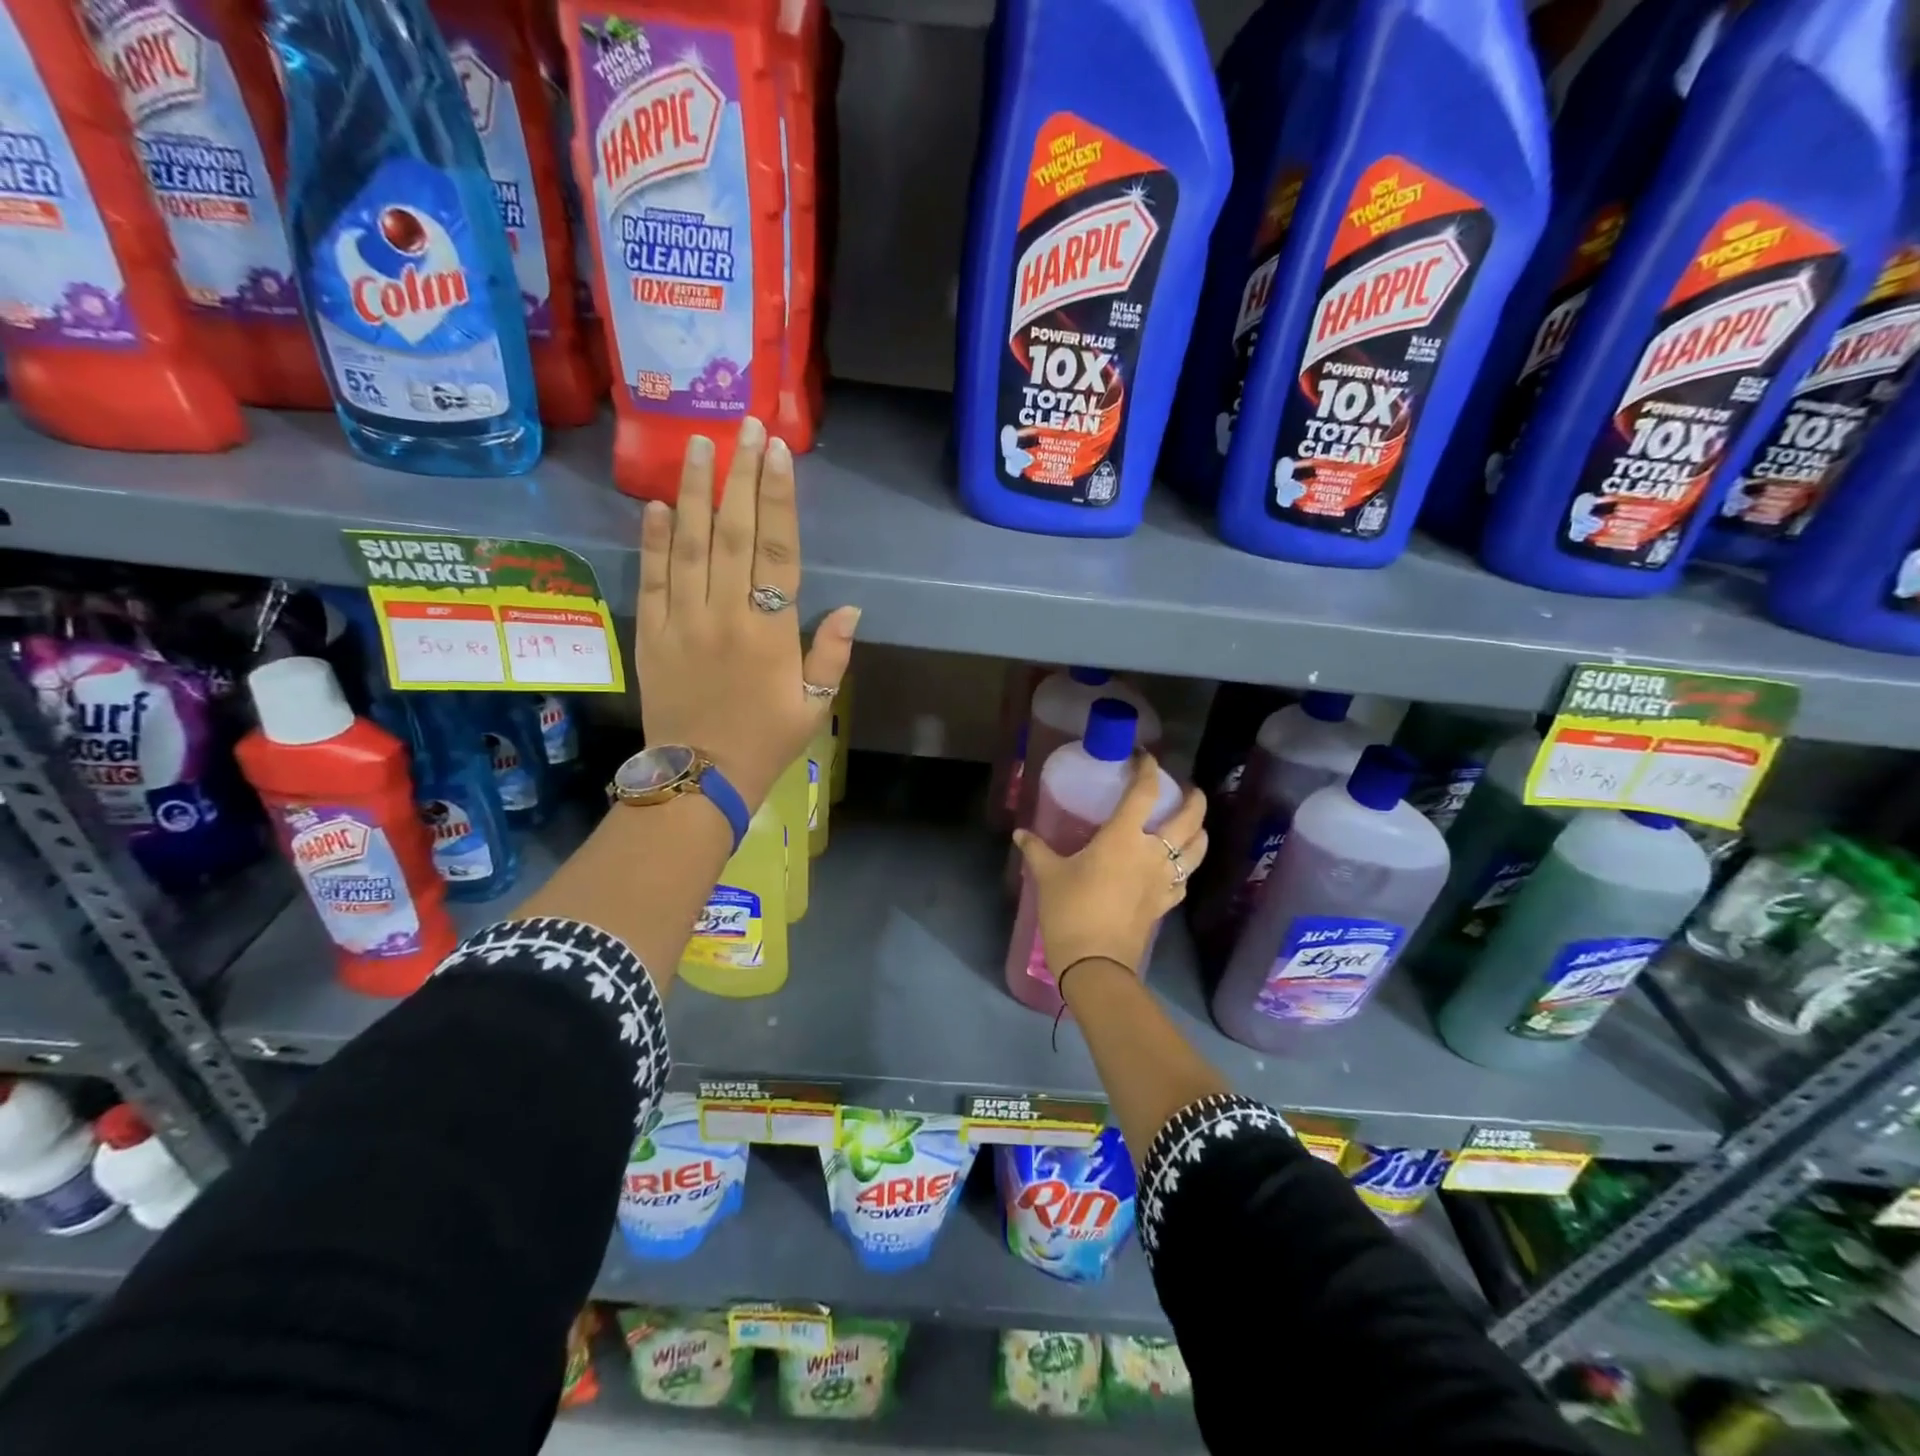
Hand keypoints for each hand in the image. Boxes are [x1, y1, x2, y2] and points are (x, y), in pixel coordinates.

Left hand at [636, 418, 859, 809]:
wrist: (698, 780)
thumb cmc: (765, 743)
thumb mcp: (814, 707)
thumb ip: (831, 656)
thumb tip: (850, 607)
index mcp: (769, 633)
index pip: (776, 551)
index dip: (778, 498)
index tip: (777, 452)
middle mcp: (724, 616)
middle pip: (733, 534)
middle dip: (740, 476)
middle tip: (744, 426)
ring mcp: (682, 622)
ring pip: (688, 545)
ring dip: (695, 492)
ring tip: (698, 445)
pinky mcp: (651, 634)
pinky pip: (651, 579)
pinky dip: (653, 540)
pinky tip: (657, 504)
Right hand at [1013, 754, 1207, 975]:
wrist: (1094, 963)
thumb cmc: (1070, 911)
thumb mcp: (1047, 876)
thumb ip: (1037, 850)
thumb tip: (1020, 833)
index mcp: (1123, 837)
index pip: (1145, 792)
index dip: (1148, 769)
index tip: (1144, 757)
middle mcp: (1152, 853)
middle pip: (1189, 818)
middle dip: (1193, 798)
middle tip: (1188, 789)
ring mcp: (1164, 880)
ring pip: (1197, 849)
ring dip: (1199, 831)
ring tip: (1193, 824)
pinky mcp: (1165, 904)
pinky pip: (1185, 879)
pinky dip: (1186, 867)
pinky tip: (1177, 867)